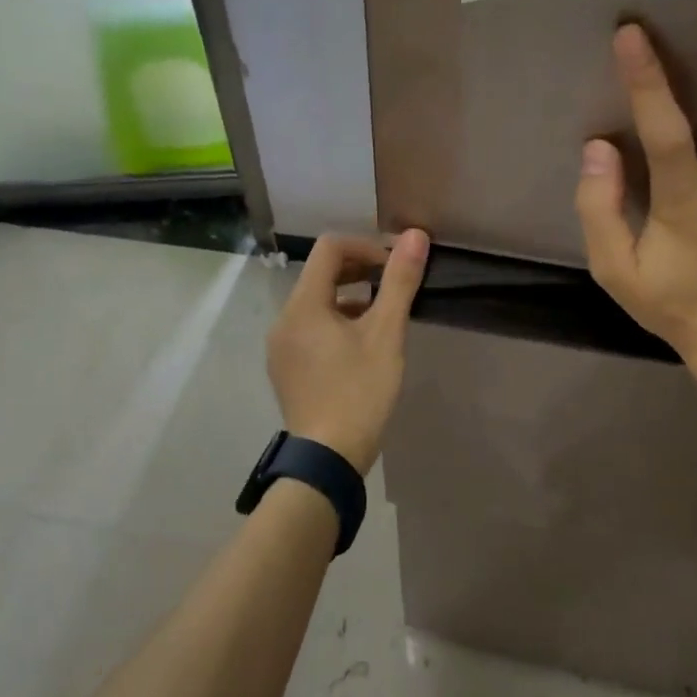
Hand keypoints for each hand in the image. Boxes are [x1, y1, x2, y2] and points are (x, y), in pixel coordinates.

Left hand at [266, 230, 429, 472]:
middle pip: (320, 273)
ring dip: (349, 296)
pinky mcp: (286, 367)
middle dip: (358, 269)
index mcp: (303, 305)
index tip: (394, 266)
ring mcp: (281, 346)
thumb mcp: (386, 334)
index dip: (365, 246)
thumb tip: (416, 236)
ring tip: (382, 314)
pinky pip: (309, 327)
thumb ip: (399, 282)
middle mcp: (284, 319)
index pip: (329, 249)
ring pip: (315, 302)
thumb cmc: (359, 392)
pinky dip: (335, 321)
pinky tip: (361, 344)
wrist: (327, 459)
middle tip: (392, 284)